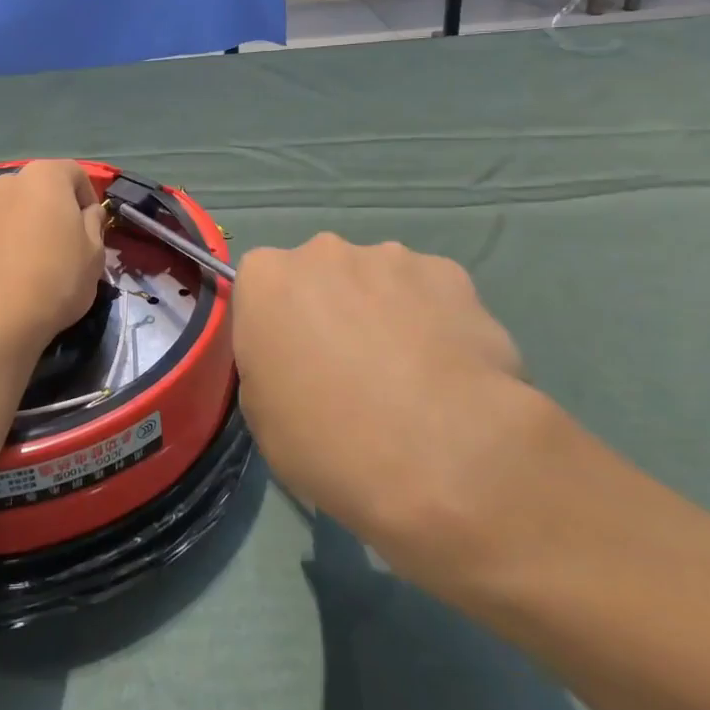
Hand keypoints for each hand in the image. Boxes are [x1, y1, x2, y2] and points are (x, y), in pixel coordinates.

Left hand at [0, 160, 107, 358]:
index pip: (74, 173)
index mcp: (45, 177)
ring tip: (27, 262)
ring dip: (19, 225)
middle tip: (61, 244)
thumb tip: (89, 212)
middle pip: (36, 189)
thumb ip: (94, 223)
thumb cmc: (56, 279)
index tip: (92, 225)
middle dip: (49, 209)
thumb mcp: (95, 254)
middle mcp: (6, 183)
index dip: (87, 196)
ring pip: (6, 210)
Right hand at [232, 234, 542, 591]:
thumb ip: (268, 362)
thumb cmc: (327, 441)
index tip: (293, 364)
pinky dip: (434, 320)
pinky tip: (448, 370)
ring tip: (409, 375)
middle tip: (351, 369)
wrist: (442, 457)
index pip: (260, 288)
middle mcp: (323, 252)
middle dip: (332, 308)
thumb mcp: (261, 414)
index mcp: (265, 278)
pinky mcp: (449, 273)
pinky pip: (430, 292)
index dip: (277, 326)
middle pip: (320, 275)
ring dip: (384, 312)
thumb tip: (294, 355)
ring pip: (378, 280)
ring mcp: (390, 257)